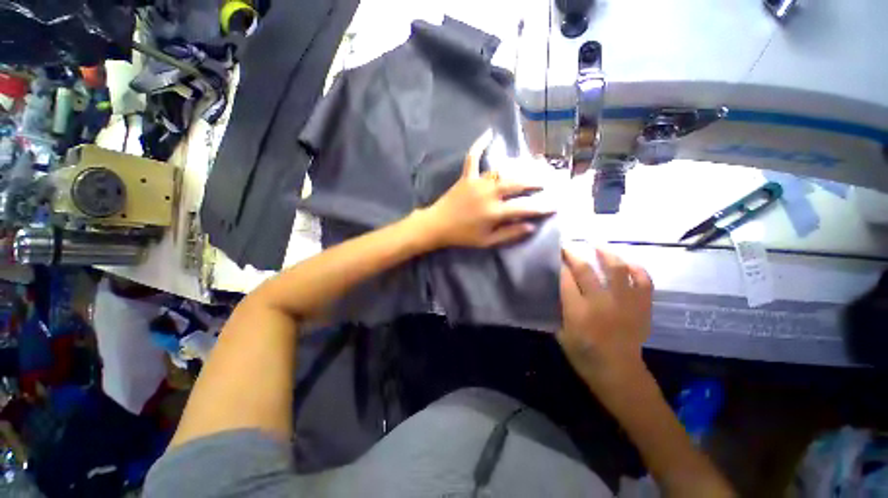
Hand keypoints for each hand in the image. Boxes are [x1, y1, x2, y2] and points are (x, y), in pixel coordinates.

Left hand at [418, 131, 552, 248]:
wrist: (437, 225)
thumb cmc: (463, 236)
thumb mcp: (487, 241)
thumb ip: (510, 234)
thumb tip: (531, 226)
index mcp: (495, 212)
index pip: (525, 207)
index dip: (542, 206)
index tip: (555, 204)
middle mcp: (489, 193)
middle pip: (517, 183)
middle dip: (535, 182)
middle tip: (546, 182)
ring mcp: (477, 182)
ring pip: (502, 170)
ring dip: (518, 168)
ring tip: (531, 166)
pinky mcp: (466, 176)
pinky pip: (472, 157)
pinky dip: (479, 145)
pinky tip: (488, 133)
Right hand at [558, 248, 653, 389]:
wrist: (619, 373)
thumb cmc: (584, 355)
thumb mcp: (561, 333)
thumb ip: (559, 309)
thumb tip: (558, 288)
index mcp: (578, 312)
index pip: (566, 279)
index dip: (560, 265)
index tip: (556, 255)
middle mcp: (601, 303)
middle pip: (586, 270)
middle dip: (574, 254)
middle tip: (568, 246)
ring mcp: (625, 303)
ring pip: (617, 270)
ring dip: (606, 253)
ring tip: (597, 244)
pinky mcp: (642, 307)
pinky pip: (644, 282)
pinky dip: (637, 269)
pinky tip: (628, 262)